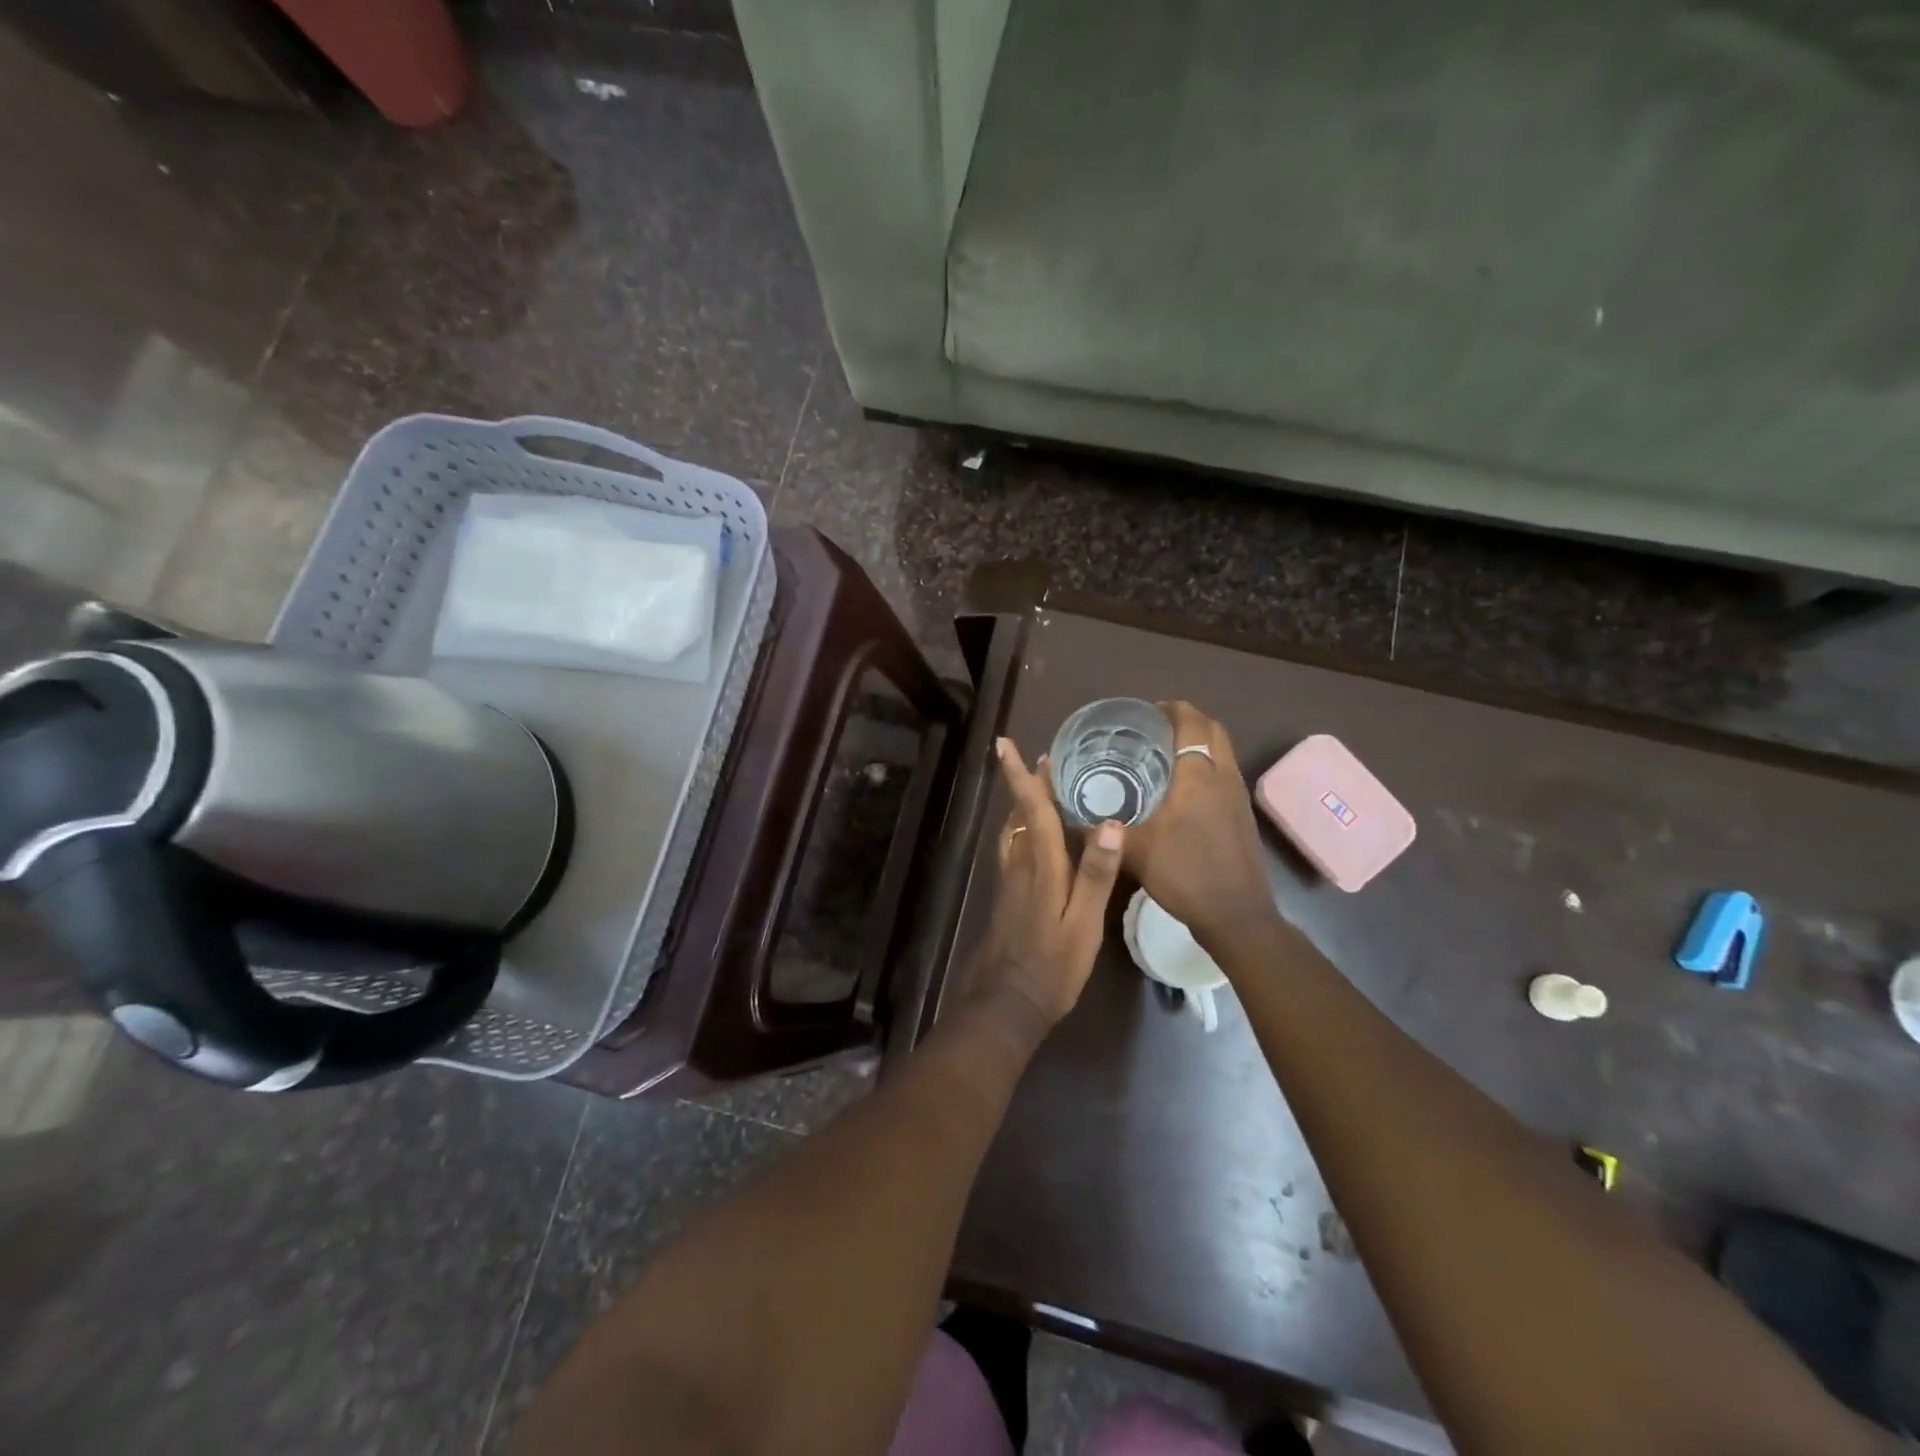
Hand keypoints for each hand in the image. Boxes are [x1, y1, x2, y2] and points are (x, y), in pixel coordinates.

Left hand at [968, 739, 1125, 1032]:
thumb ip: (1096, 873)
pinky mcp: (1010, 897)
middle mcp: (1021, 865)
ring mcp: (1011, 881)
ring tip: (1043, 789)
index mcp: (1040, 865)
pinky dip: (1026, 830)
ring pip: (1015, 831)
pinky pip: (1017, 849)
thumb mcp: (1083, 923)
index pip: (1031, 809)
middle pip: (1022, 815)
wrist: (1007, 1003)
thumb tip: (1113, 822)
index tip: (1004, 744)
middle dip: (1028, 784)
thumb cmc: (1051, 965)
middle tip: (1043, 759)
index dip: (1019, 776)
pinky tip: (1039, 839)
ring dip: (1026, 806)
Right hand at [1123, 701, 1277, 953]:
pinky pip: (1225, 772)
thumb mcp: (1134, 851)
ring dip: (1200, 743)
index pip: (1191, 723)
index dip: (1172, 709)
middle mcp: (1223, 776)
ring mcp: (1238, 796)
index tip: (1147, 710)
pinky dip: (1207, 765)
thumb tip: (1068, 817)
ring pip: (1223, 751)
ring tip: (1165, 754)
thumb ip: (1103, 831)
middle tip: (1154, 729)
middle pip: (1213, 730)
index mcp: (1198, 775)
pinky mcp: (1242, 815)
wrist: (1236, 915)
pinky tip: (1183, 790)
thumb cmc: (1184, 873)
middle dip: (1187, 720)